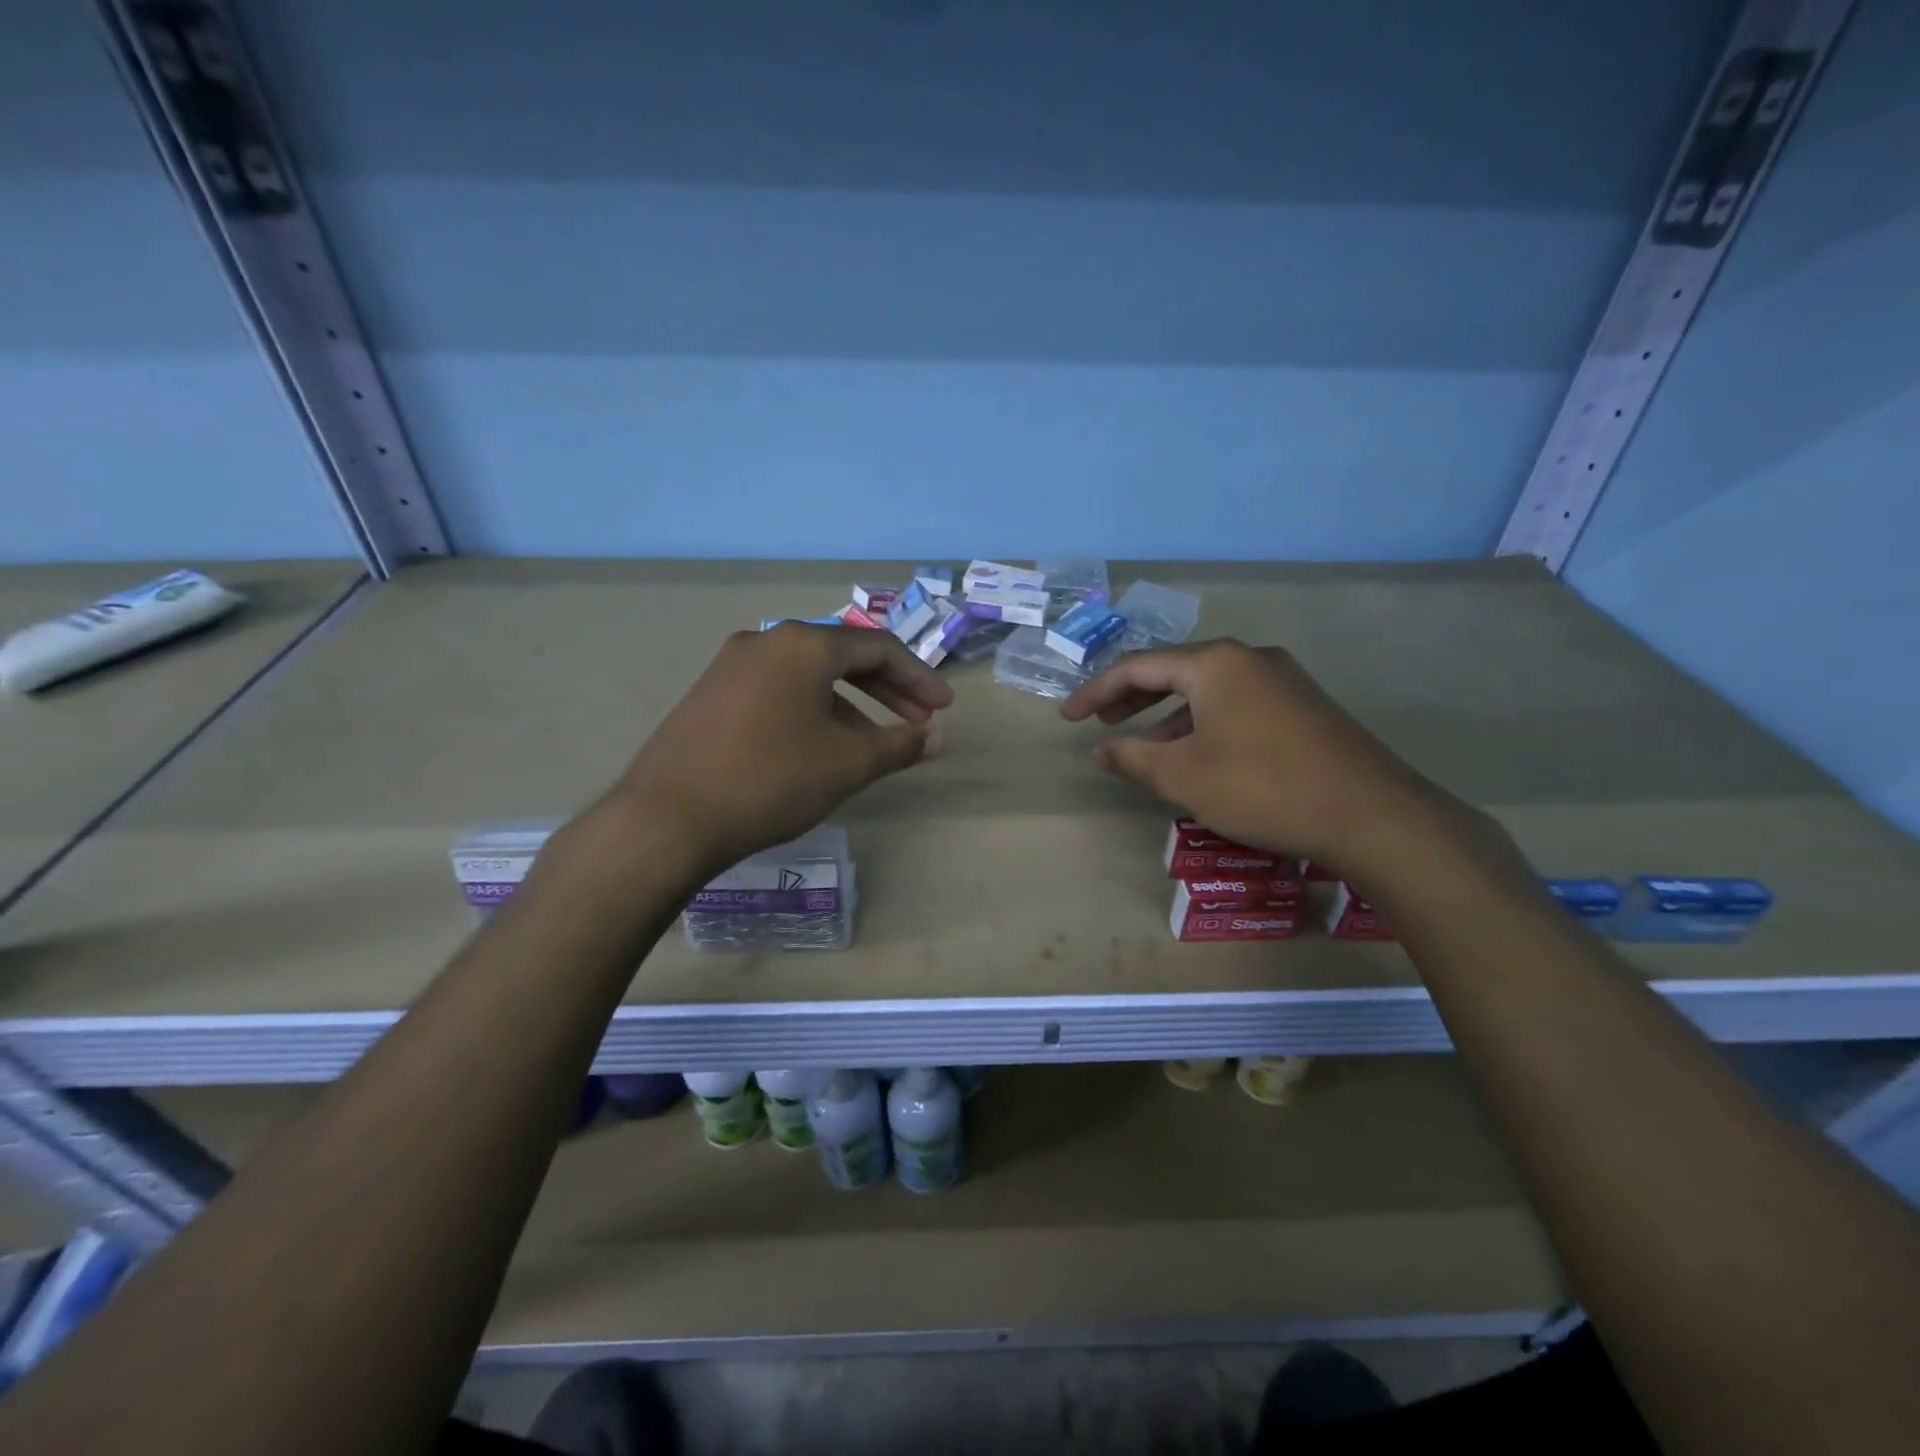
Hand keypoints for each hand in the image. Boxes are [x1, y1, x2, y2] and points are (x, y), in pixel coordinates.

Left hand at [610, 624, 952, 878]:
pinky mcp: (711, 695)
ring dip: (851, 705)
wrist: (667, 818)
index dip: (919, 678)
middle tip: (919, 723)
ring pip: (809, 676)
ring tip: (873, 745)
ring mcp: (732, 666)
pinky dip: (813, 711)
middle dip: (888, 690)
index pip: (879, 648)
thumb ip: (899, 745)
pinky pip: (779, 691)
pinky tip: (820, 748)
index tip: (944, 710)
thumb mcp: (847, 764)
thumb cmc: (770, 780)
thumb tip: (937, 738)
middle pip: (843, 657)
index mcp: (803, 644)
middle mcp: (766, 641)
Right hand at [1060, 639, 1454, 873]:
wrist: (1371, 815)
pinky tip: (1197, 754)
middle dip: (1132, 696)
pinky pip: (1235, 704)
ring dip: (1168, 714)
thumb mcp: (1183, 776)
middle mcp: (1249, 659)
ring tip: (1142, 744)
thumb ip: (1133, 758)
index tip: (1067, 717)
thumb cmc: (1262, 787)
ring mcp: (1282, 680)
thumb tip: (1101, 750)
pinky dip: (1203, 723)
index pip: (1138, 667)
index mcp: (1215, 663)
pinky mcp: (1303, 707)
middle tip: (1100, 721)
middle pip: (1174, 670)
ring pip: (1207, 689)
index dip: (1096, 691)